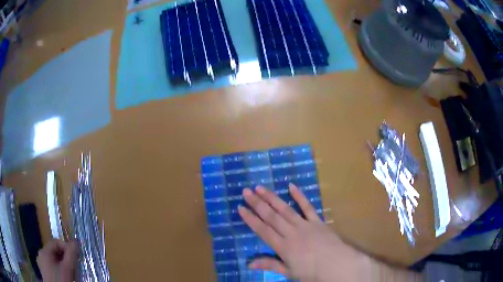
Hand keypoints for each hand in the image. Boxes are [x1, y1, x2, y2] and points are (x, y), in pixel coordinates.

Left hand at [37, 239, 77, 281]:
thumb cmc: (61, 281)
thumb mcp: (68, 268)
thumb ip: (72, 253)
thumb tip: (76, 242)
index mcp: (44, 251)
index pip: (56, 242)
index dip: (67, 248)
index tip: (76, 258)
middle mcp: (40, 255)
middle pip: (54, 253)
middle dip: (65, 259)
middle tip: (74, 268)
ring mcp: (41, 265)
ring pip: (53, 261)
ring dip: (62, 266)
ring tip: (70, 275)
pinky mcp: (44, 273)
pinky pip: (51, 268)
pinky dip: (58, 271)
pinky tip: (64, 279)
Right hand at [238, 183, 371, 281]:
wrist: (336, 265)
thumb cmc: (312, 272)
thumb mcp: (289, 272)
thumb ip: (269, 265)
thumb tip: (248, 264)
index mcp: (283, 246)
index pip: (262, 230)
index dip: (250, 219)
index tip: (240, 208)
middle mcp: (291, 232)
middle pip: (271, 216)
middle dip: (257, 204)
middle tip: (246, 191)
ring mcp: (305, 225)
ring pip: (285, 209)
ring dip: (272, 198)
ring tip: (260, 188)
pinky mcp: (317, 221)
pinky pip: (307, 206)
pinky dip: (299, 196)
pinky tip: (291, 186)